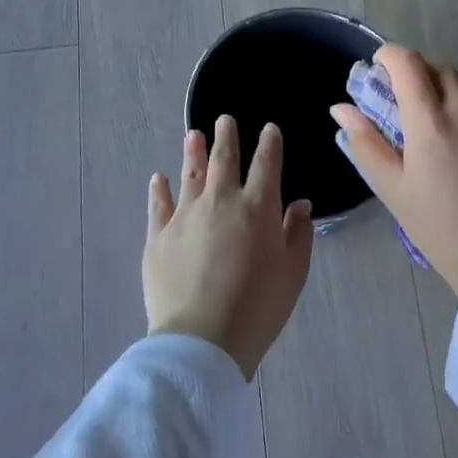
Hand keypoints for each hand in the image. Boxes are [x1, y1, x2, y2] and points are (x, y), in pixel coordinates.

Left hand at [144, 116, 314, 380]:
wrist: (203, 337)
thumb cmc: (259, 306)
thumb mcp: (293, 271)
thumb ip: (298, 233)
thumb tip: (299, 203)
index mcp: (258, 206)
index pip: (267, 164)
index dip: (269, 143)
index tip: (269, 129)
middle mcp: (220, 200)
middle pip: (224, 159)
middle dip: (226, 136)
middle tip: (224, 119)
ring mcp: (185, 215)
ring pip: (190, 174)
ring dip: (193, 152)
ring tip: (193, 135)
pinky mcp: (158, 236)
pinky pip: (158, 205)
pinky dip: (159, 189)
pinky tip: (158, 178)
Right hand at [329, 46, 457, 297]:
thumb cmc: (436, 227)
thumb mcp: (391, 188)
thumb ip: (365, 142)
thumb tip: (341, 108)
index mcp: (431, 122)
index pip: (408, 63)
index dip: (389, 56)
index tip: (379, 68)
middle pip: (440, 70)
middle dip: (418, 75)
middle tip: (404, 104)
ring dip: (445, 105)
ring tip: (438, 148)